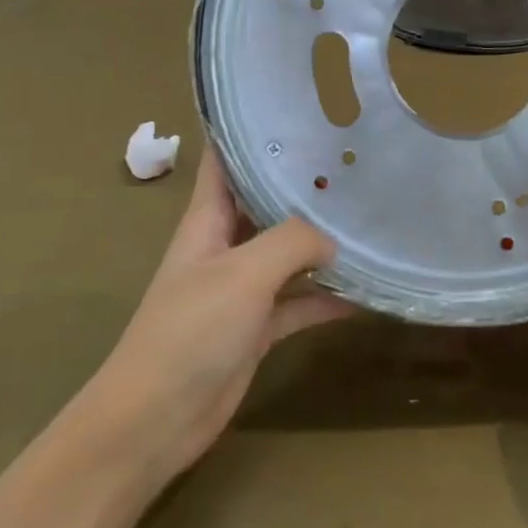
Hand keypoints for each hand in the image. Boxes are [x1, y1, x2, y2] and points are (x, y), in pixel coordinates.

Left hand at [85, 147, 354, 482]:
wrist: (156, 419)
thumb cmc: (190, 332)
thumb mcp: (243, 273)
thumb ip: (291, 242)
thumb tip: (332, 238)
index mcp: (206, 221)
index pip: (222, 160)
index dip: (247, 131)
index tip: (290, 108)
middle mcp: (223, 247)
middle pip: (264, 204)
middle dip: (302, 185)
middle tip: (354, 162)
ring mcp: (241, 290)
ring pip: (287, 255)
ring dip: (322, 244)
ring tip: (370, 220)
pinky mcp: (256, 329)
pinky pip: (299, 303)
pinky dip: (327, 298)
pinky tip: (366, 294)